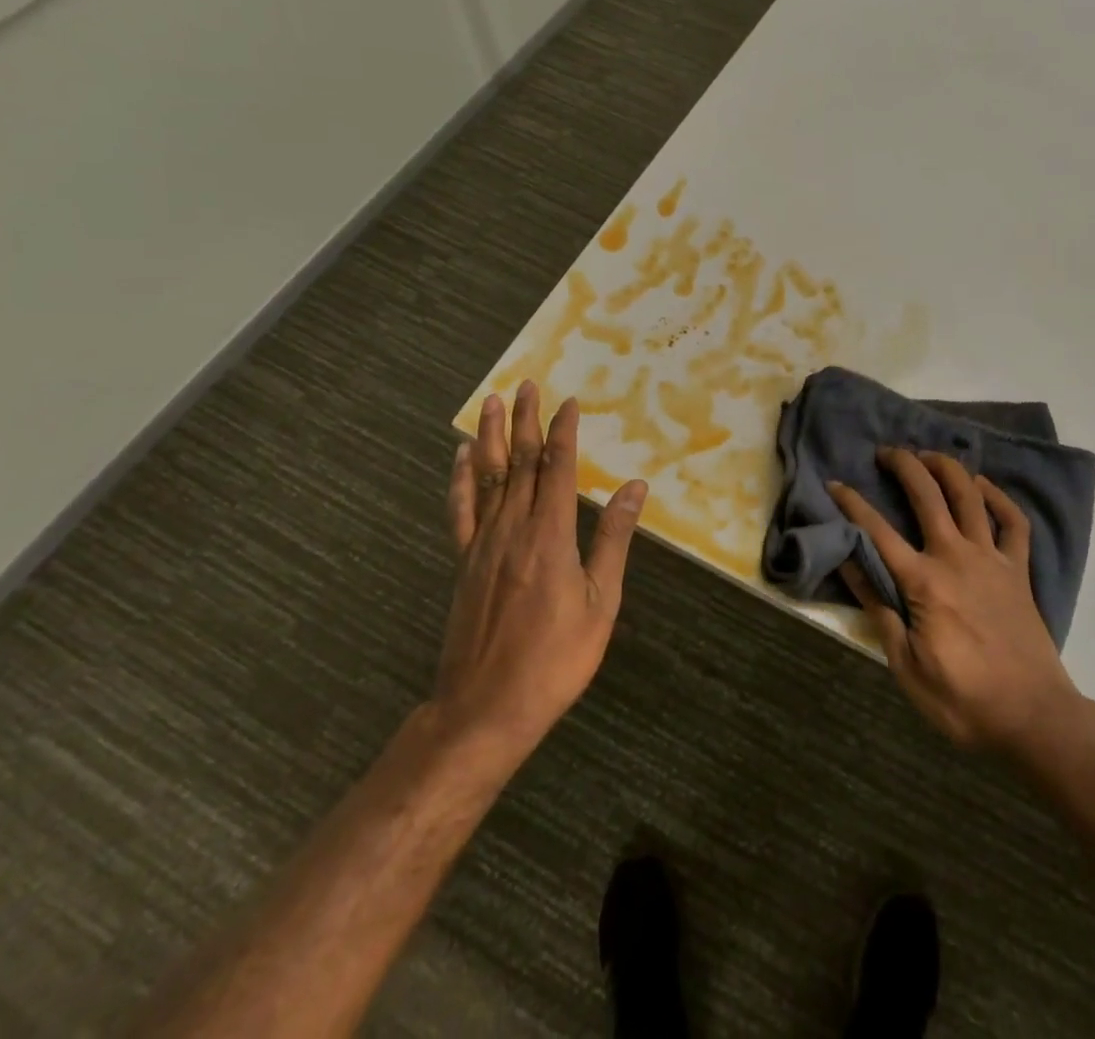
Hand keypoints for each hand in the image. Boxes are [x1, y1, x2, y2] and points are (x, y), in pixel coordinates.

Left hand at [435, 382, 646, 766]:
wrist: (485, 709)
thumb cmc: (555, 659)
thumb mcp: (600, 602)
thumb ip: (613, 540)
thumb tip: (633, 488)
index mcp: (550, 535)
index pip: (557, 469)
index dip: (564, 432)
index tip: (570, 402)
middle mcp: (512, 529)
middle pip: (520, 463)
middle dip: (526, 421)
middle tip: (526, 385)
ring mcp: (482, 544)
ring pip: (488, 477)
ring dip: (492, 436)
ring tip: (492, 402)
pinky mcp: (464, 562)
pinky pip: (461, 510)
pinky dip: (461, 479)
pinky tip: (462, 458)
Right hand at [831, 449, 1080, 754]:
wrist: (1035, 717)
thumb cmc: (964, 700)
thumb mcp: (907, 667)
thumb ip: (880, 611)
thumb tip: (850, 566)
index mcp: (924, 582)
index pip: (878, 532)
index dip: (852, 504)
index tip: (834, 484)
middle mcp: (956, 557)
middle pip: (927, 495)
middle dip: (904, 465)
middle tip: (886, 452)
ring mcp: (992, 559)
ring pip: (970, 496)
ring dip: (947, 468)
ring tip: (928, 455)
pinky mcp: (1018, 570)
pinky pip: (1013, 522)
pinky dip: (999, 497)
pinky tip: (983, 486)